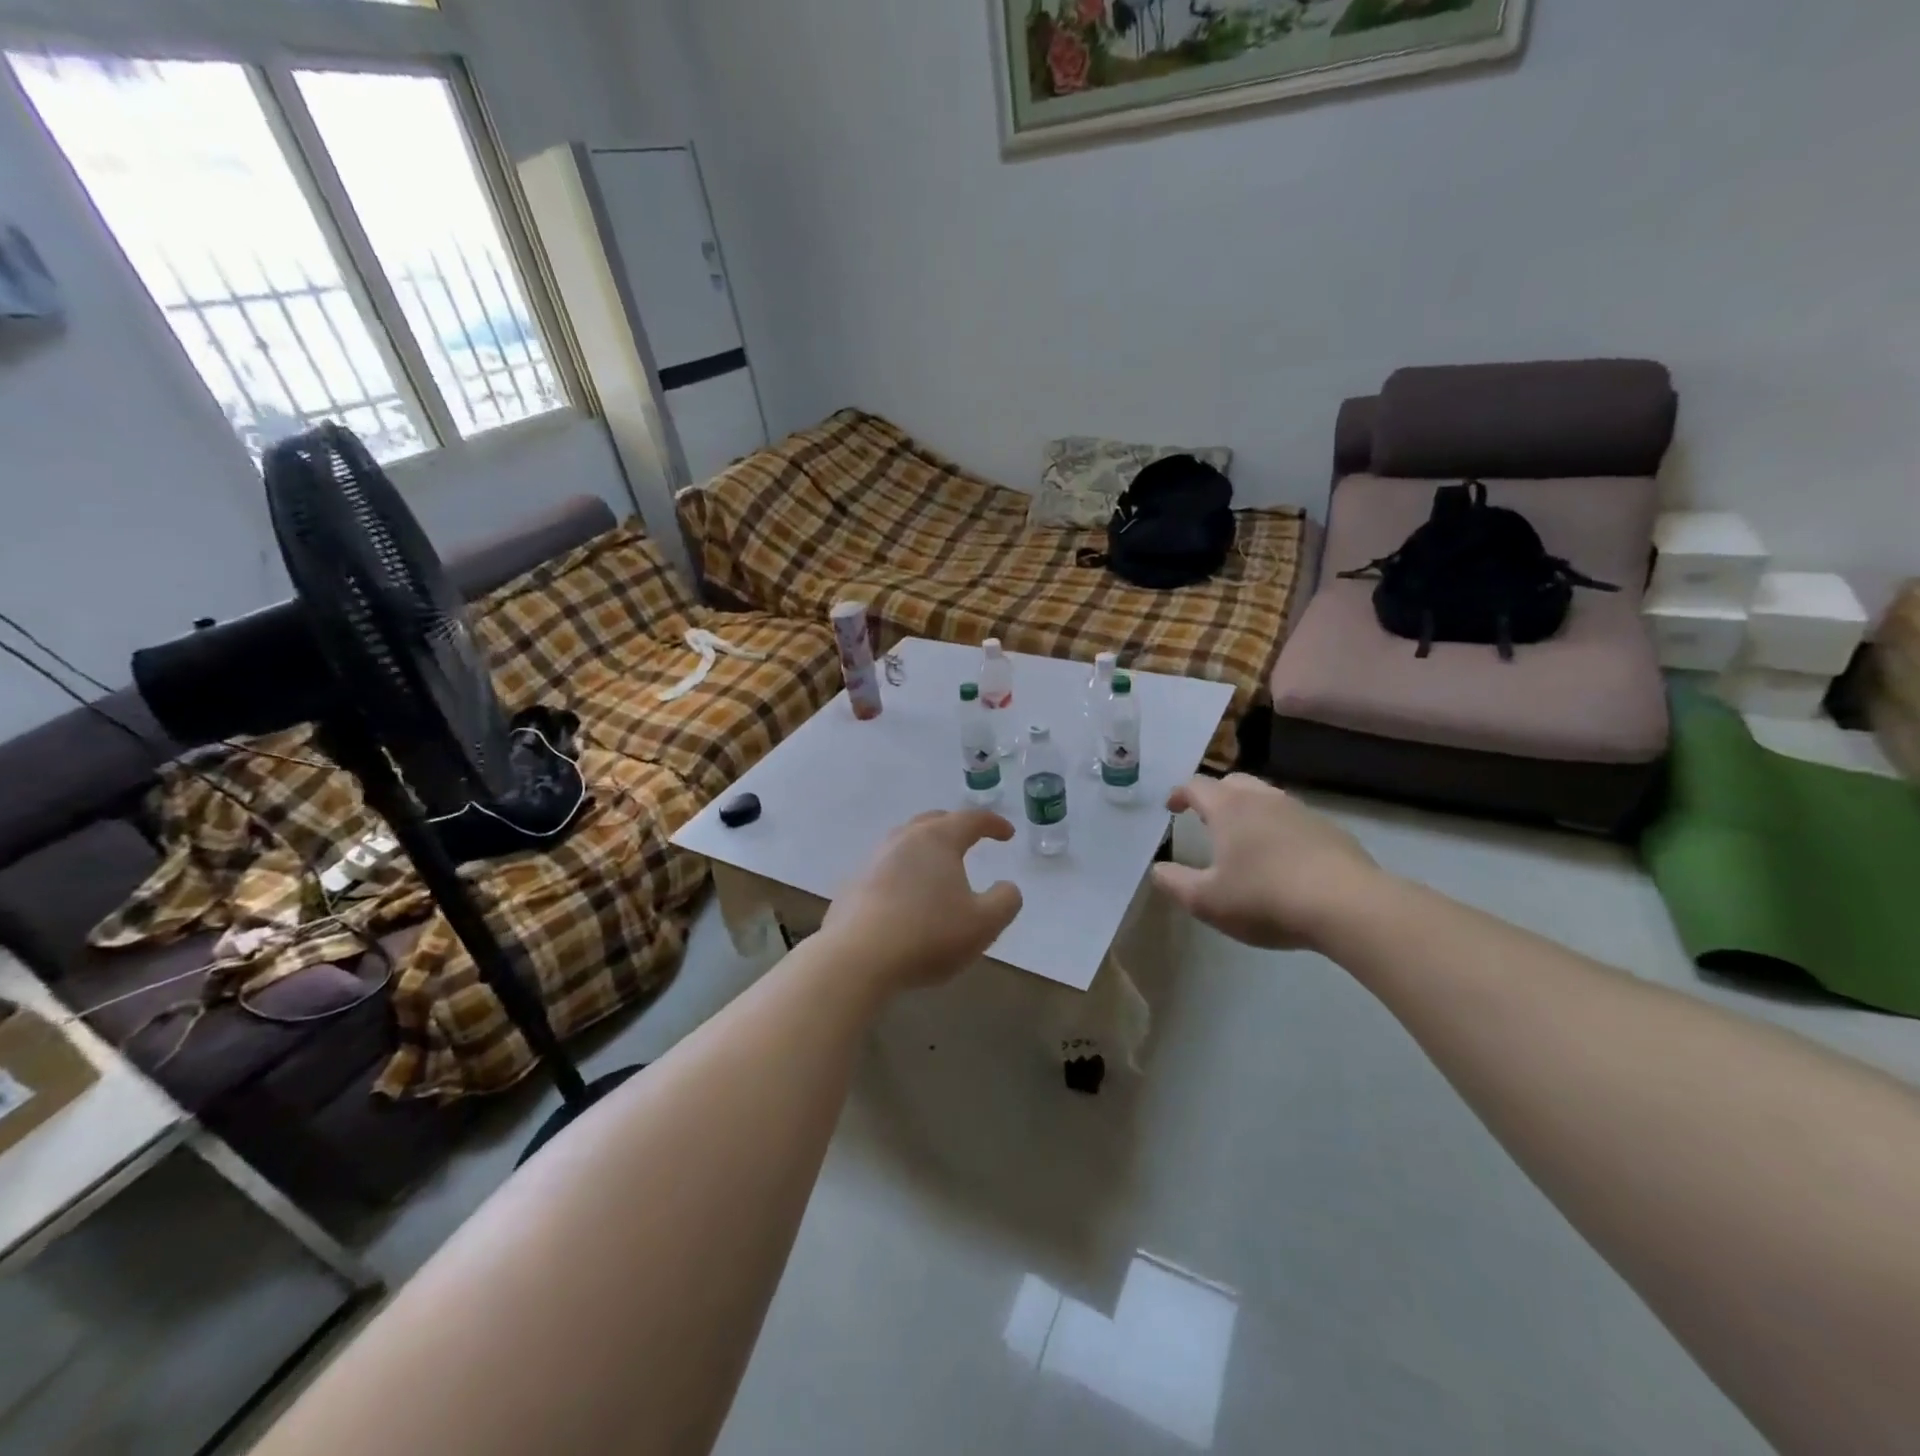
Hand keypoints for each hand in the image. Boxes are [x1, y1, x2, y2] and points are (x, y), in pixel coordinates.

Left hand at [823, 811, 1024, 993]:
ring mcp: (873, 860)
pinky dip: (903, 874)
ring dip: (926, 850)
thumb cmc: (928, 935)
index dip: (993, 824)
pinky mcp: (853, 885)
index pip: (971, 820)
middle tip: (970, 839)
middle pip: (933, 822)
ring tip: (938, 868)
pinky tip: (906, 897)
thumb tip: (1007, 887)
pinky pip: (885, 869)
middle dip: (955, 827)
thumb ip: (1005, 901)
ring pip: (905, 843)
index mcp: (938, 840)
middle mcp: (903, 839)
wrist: (857, 958)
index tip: (1007, 834)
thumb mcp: (984, 924)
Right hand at [1151, 774, 1382, 950]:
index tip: (1172, 808)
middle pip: (1234, 782)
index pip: (1197, 786)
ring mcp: (1301, 812)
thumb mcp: (1206, 901)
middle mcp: (1263, 799)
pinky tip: (1283, 858)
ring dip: (1249, 810)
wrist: (1347, 906)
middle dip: (1215, 795)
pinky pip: (1294, 820)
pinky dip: (1279, 829)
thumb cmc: (1264, 898)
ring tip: (1244, 837)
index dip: (1180, 794)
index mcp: (1229, 808)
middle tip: (1206, 817)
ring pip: (1267, 798)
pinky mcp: (1330, 830)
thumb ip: (1175, 883)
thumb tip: (1157, 869)